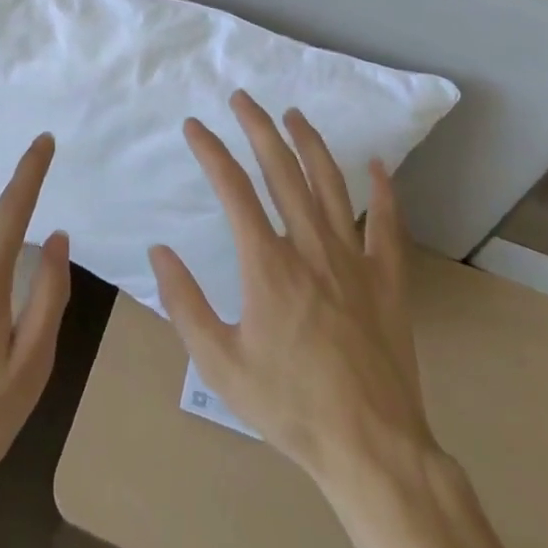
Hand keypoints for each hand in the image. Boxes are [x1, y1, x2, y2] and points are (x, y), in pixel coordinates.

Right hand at [147, 90, 431, 485]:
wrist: (371, 450)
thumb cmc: (289, 406)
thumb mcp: (219, 363)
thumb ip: (184, 304)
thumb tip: (160, 252)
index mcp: (268, 264)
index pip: (233, 189)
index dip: (211, 151)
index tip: (194, 126)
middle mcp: (310, 247)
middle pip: (282, 171)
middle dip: (258, 128)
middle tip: (243, 98)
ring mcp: (354, 259)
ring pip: (330, 184)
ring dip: (310, 143)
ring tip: (293, 114)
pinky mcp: (387, 280)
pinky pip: (387, 224)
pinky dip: (383, 191)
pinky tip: (377, 164)